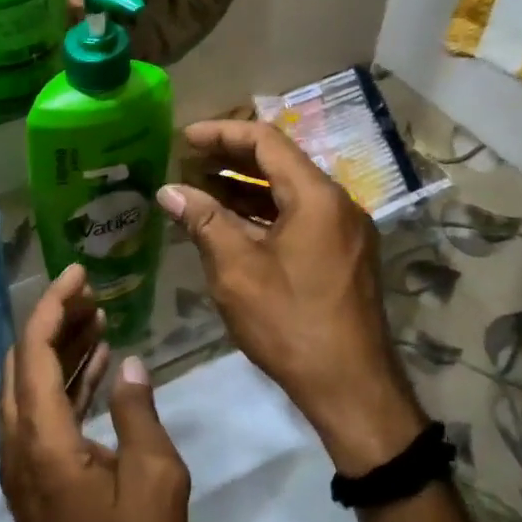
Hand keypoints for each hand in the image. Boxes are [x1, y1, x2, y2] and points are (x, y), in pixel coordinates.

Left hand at [0, 266, 190, 521]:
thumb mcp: (156, 481)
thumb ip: (140, 413)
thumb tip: (131, 366)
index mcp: (42, 436)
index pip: (35, 348)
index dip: (53, 303)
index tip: (80, 273)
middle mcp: (19, 441)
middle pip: (25, 361)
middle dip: (54, 320)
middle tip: (93, 294)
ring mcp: (23, 463)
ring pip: (31, 386)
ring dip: (60, 350)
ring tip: (99, 319)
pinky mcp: (35, 480)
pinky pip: (43, 413)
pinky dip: (66, 383)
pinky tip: (100, 369)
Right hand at [156, 121, 426, 476]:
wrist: (352, 387)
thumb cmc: (290, 323)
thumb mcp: (237, 270)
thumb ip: (203, 221)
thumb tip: (169, 190)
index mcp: (317, 197)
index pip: (266, 142)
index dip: (222, 134)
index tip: (184, 138)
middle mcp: (338, 203)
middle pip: (281, 163)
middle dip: (232, 158)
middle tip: (187, 161)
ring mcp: (346, 231)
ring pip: (290, 193)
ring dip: (246, 188)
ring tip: (201, 189)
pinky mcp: (345, 256)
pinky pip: (301, 218)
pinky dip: (265, 214)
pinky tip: (232, 225)